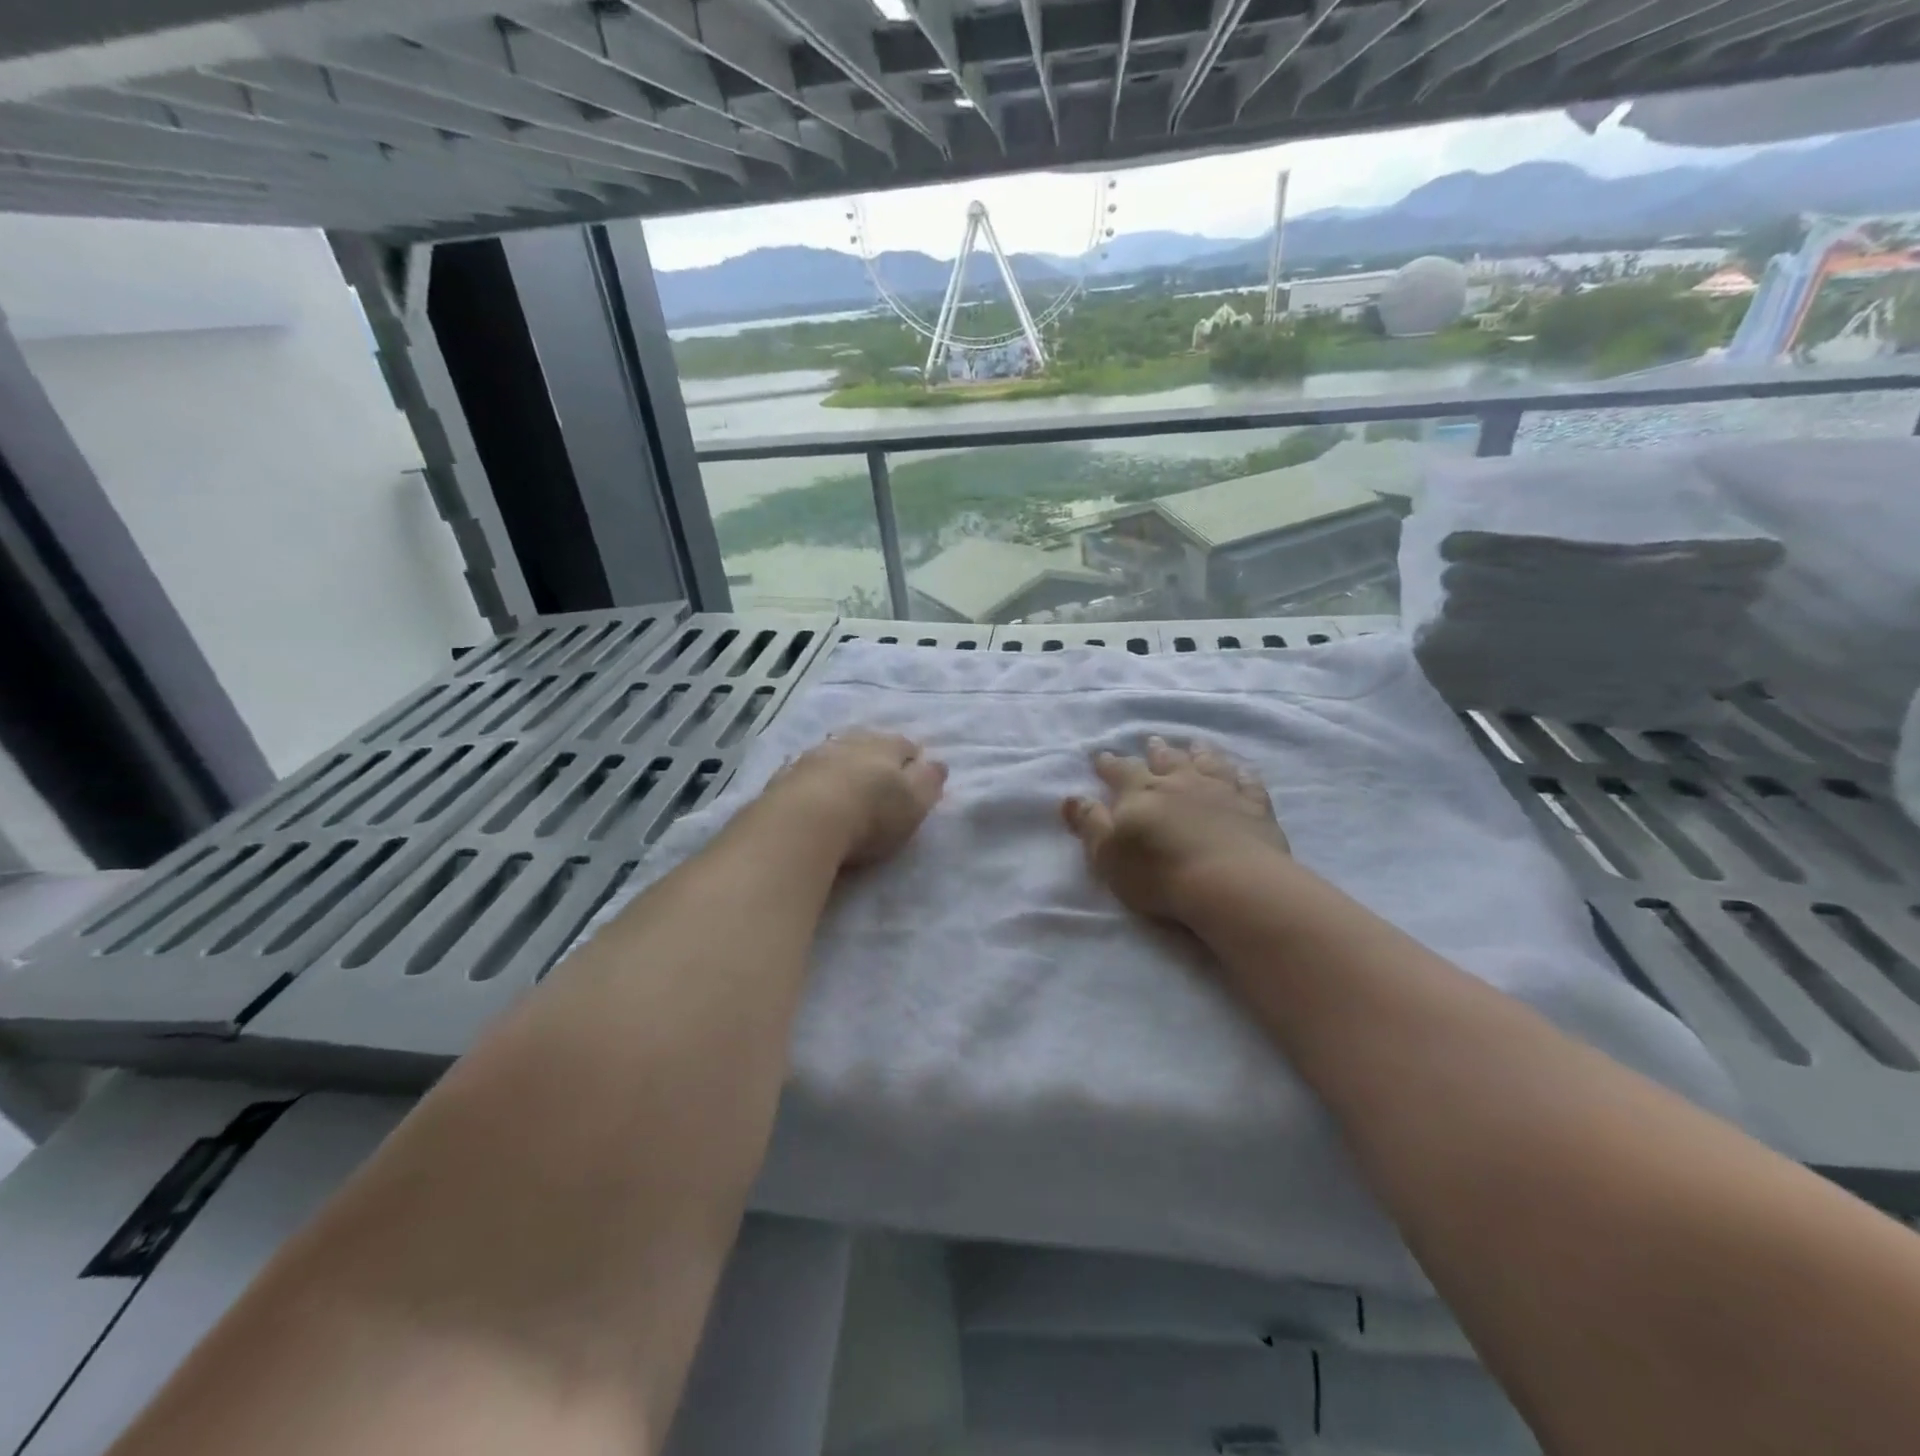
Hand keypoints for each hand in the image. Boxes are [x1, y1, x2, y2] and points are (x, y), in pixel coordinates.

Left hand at [766, 730, 947, 868]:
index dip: (912, 758)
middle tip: (880, 773)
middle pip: (867, 743)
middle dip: (875, 755)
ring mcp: (813, 757)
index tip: (914, 771)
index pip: (904, 745)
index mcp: (885, 747)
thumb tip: (937, 763)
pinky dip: (812, 778)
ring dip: (841, 763)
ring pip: (834, 753)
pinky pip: (804, 771)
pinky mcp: (784, 778)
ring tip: (845, 780)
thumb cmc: (871, 814)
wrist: (803, 822)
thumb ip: (929, 781)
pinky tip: (811, 789)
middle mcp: (849, 743)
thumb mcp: (915, 801)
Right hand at [1062, 736, 1289, 921]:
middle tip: (1153, 740)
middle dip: (1156, 751)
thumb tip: (1070, 797)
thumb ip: (1090, 823)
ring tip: (1195, 744)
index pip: (1120, 771)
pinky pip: (1248, 782)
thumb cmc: (1158, 871)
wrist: (1229, 881)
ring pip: (1208, 762)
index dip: (1110, 764)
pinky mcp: (1254, 806)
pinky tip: (1243, 771)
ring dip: (1199, 753)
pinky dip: (1243, 774)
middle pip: (1166, 759)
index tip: (1102, 756)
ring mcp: (1221, 790)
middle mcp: (1180, 782)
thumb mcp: (1108, 853)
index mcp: (1141, 791)